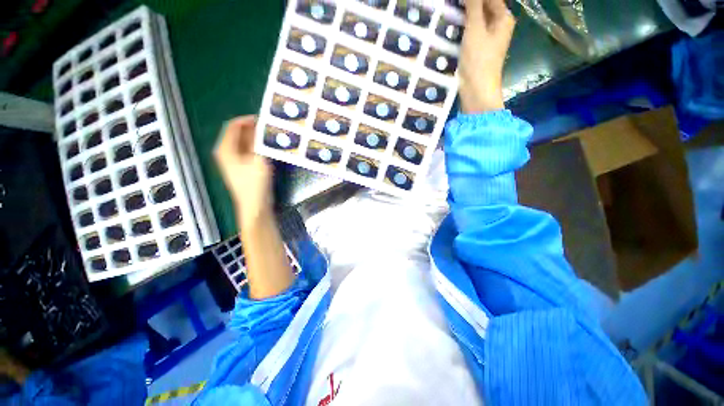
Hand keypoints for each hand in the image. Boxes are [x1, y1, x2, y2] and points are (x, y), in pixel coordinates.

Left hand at [214, 116, 272, 222]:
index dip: (248, 120)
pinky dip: (257, 148)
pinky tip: (268, 149)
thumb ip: (257, 141)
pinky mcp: (242, 168)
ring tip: (271, 138)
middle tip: (270, 128)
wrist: (255, 205)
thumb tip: (260, 126)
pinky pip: (248, 152)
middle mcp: (226, 153)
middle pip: (238, 134)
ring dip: (257, 139)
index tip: (263, 119)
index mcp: (225, 148)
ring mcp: (234, 161)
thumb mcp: (258, 159)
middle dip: (253, 130)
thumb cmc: (255, 183)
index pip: (233, 126)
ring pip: (245, 144)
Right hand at [459, 0, 515, 112]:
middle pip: (484, 6)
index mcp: (503, 17)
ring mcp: (488, 37)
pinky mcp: (478, 48)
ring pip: (477, 18)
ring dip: (465, 13)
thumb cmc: (478, 59)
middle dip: (469, 4)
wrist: (476, 90)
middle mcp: (498, 25)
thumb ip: (474, 6)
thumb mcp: (475, 29)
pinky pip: (472, 30)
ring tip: (451, 11)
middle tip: (452, 4)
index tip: (458, 0)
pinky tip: (453, 24)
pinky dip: (463, 25)